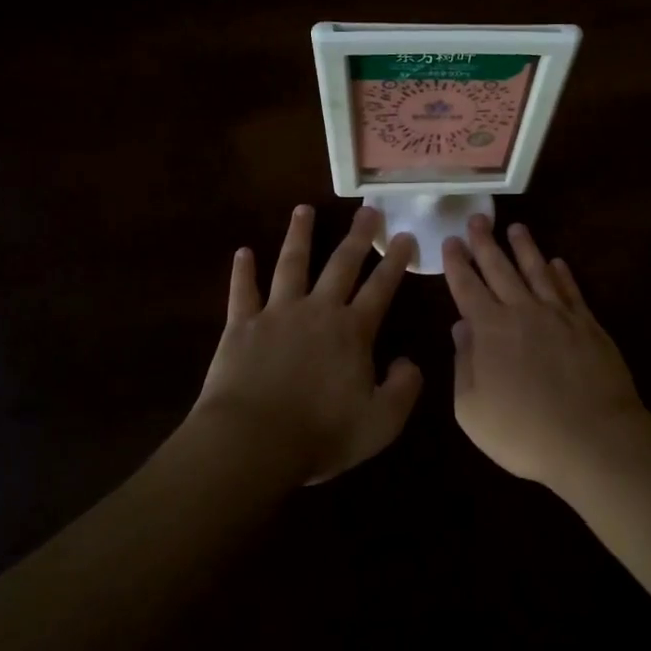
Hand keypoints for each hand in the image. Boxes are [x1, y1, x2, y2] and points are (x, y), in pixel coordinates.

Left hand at [192, 205, 421, 484]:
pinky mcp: (241, 325)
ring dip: (299, 235)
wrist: (252, 442)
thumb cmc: (320, 434)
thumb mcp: (380, 422)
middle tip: (367, 209)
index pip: (381, 287)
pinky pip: (242, 291)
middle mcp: (318, 310)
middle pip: (341, 264)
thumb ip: (404, 389)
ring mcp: (277, 313)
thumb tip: (409, 362)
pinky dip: (243, 271)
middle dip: (357, 236)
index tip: (406, 234)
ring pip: (291, 264)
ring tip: (303, 209)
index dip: (396, 260)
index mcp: (353, 331)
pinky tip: (242, 252)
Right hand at [442, 216, 645, 487]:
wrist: (592, 438)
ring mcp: (558, 315)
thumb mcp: (472, 408)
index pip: (467, 287)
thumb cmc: (523, 431)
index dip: (457, 263)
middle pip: (500, 268)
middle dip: (486, 242)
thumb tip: (461, 327)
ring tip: (516, 227)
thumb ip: (463, 364)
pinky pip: (571, 290)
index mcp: (489, 329)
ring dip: (525, 247)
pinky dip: (562, 273)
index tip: (450, 240)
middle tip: (477, 218)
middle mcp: (522, 311)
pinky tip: (557, 262)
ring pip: (537, 270)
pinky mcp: (588, 324)